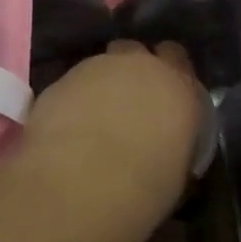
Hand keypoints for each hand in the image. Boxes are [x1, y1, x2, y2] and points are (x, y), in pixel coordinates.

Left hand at [21, 40, 203, 236]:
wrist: (79, 184)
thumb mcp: (176, 172)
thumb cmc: (143, 190)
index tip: (164, 97)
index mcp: (178, 87)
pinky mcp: (62, 78)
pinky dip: (75, 98)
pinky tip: (69, 127)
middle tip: (130, 104)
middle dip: (134, 70)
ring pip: (104, 64)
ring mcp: (98, 67)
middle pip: (138, 52)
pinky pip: (75, 82)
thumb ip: (174, 142)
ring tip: (95, 119)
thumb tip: (164, 146)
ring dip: (103, 84)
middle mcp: (140, 66)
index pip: (178, 59)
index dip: (169, 75)